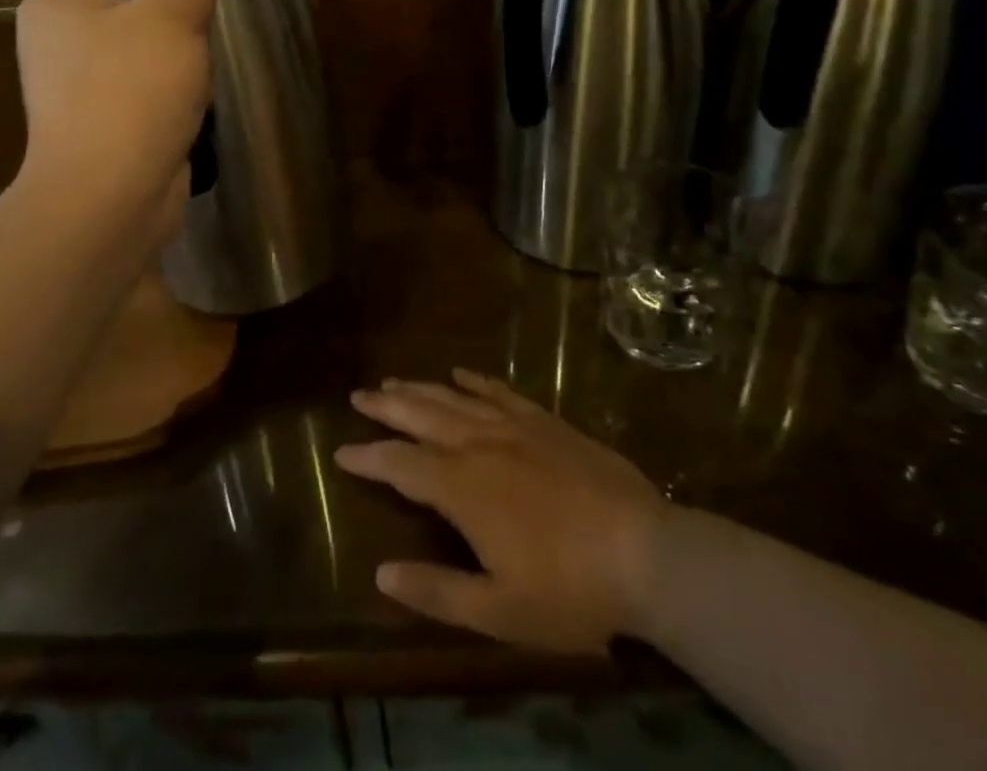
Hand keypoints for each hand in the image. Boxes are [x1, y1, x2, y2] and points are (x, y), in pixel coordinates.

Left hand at [15, 0, 225, 212]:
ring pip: (142, 49)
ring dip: (177, 56)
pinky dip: (170, 92)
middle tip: (206, 25)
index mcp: (56, 2)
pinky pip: (143, 89)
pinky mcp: (100, 123)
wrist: (110, 199)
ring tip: (202, 67)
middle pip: (132, 3)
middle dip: (175, 14)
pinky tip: (192, 101)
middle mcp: (57, 39)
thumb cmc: (132, 92)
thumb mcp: (171, 15)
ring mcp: (76, 87)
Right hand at [335, 370, 670, 653]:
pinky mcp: (545, 421)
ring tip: (394, 381)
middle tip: (359, 394)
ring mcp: (514, 427)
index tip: (340, 451)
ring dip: (420, 389)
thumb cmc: (570, 591)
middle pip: (421, 416)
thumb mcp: (500, 612)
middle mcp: (479, 445)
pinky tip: (461, 374)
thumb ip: (437, 591)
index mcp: (462, 488)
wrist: (646, 553)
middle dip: (386, 406)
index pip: (400, 464)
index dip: (368, 457)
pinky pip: (500, 391)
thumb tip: (382, 573)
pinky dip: (475, 381)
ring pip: (454, 398)